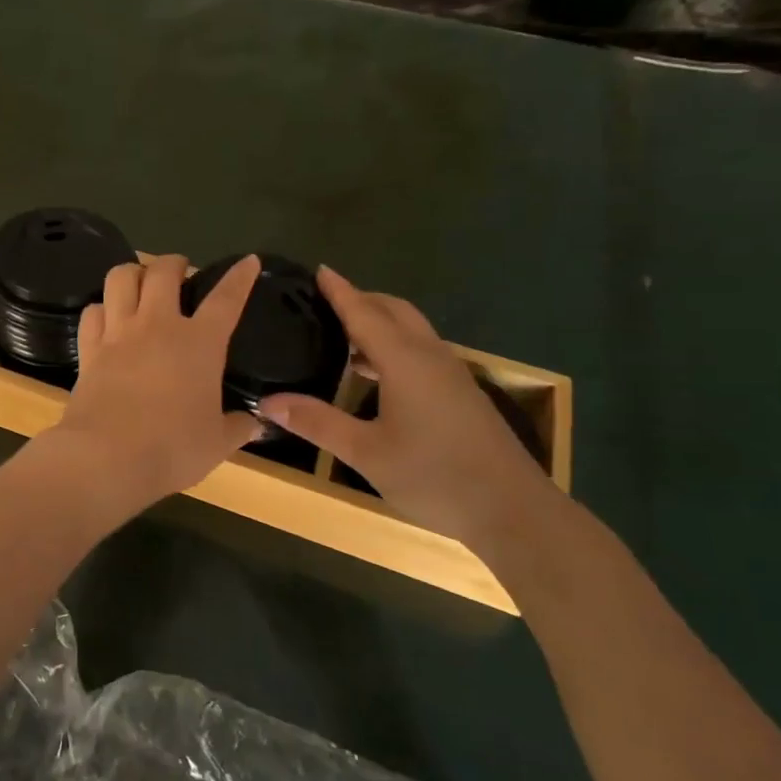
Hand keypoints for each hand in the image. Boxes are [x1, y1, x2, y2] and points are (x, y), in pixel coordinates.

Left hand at [45, 253, 262, 510]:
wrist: (107, 458)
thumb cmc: (172, 449)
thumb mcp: (217, 443)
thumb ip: (238, 427)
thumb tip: (255, 424)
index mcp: (199, 343)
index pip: (226, 299)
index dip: (239, 276)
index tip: (248, 261)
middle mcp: (158, 326)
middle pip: (164, 271)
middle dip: (175, 263)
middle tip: (180, 272)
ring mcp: (119, 333)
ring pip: (121, 277)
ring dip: (133, 273)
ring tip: (140, 283)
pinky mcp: (89, 349)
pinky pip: (92, 312)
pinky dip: (101, 308)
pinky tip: (107, 318)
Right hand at [257, 267, 559, 559]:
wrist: (513, 510)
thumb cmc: (435, 476)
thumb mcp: (366, 453)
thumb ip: (317, 422)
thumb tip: (267, 402)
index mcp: (404, 361)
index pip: (364, 312)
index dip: (340, 291)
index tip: (319, 269)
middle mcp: (429, 357)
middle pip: (394, 311)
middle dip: (361, 299)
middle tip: (326, 301)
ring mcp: (450, 374)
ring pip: (411, 330)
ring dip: (379, 322)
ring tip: (343, 334)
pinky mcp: (460, 393)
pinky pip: (421, 350)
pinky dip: (393, 345)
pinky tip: (376, 373)